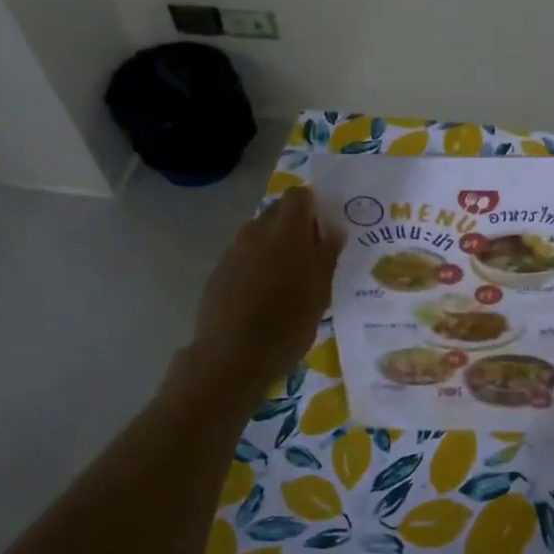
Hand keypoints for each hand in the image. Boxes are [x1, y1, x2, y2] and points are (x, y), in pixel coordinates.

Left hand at [188, 186, 343, 390]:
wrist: (233, 357)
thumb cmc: (288, 324)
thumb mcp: (320, 292)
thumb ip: (327, 255)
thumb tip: (334, 230)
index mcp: (286, 231)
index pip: (299, 195)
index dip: (313, 207)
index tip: (323, 231)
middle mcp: (256, 232)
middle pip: (277, 212)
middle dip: (294, 226)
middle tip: (310, 256)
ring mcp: (233, 252)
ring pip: (259, 235)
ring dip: (274, 247)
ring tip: (287, 280)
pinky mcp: (219, 273)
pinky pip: (244, 257)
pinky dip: (256, 266)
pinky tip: (263, 296)